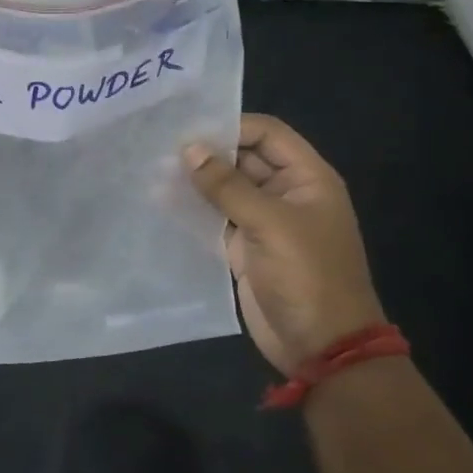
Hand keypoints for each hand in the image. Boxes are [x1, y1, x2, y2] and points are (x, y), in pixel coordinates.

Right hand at [182, 115, 383, 375]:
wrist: (321, 346)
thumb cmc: (306, 276)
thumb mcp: (269, 224)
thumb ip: (227, 185)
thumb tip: (189, 149)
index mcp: (306, 178)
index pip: (267, 134)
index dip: (231, 126)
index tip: (187, 129)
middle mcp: (285, 193)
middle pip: (243, 158)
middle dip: (206, 153)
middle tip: (159, 147)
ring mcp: (263, 222)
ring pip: (225, 189)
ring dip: (195, 181)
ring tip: (152, 171)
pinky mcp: (243, 248)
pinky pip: (215, 219)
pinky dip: (192, 210)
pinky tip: (160, 202)